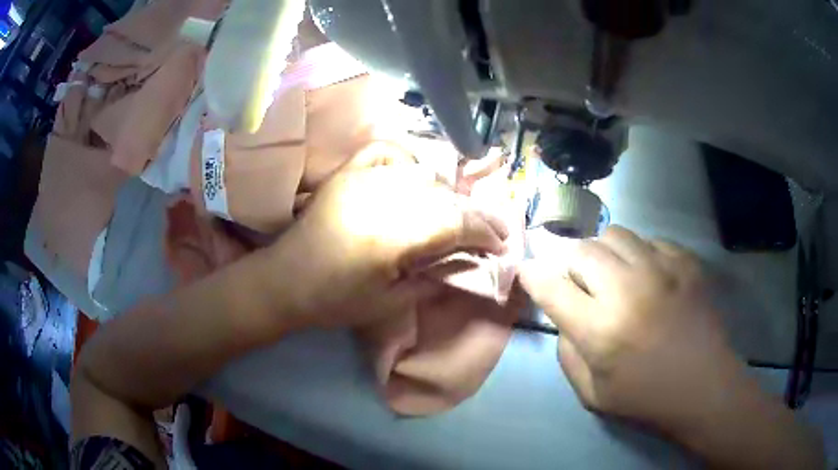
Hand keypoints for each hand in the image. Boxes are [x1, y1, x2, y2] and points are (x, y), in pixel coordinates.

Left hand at [275, 142, 508, 329]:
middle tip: (489, 230)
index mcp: (392, 234)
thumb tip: (468, 262)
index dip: (484, 231)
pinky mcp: (348, 172)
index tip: (501, 243)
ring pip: (422, 174)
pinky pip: (387, 152)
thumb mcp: (390, 303)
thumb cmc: (335, 301)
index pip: (455, 222)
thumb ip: (434, 279)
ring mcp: (362, 178)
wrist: (285, 280)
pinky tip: (414, 177)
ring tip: (455, 212)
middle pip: (444, 196)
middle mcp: (382, 196)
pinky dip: (407, 161)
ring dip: (446, 193)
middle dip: (473, 214)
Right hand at [519, 226, 735, 429]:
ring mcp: (661, 269)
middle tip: (582, 285)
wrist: (704, 387)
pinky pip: (649, 241)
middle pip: (582, 250)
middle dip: (571, 265)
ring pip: (615, 234)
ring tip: (614, 276)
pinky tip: (648, 278)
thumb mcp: (592, 393)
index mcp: (600, 329)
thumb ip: (567, 353)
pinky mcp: (685, 262)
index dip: (533, 275)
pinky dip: (639, 255)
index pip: (551, 287)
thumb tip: (564, 318)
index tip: (529, 272)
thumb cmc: (646, 398)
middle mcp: (628, 289)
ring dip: (605, 254)